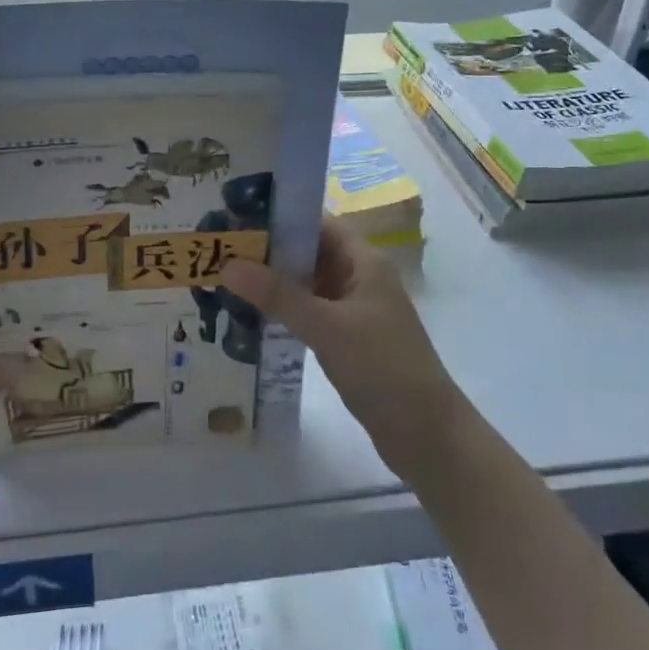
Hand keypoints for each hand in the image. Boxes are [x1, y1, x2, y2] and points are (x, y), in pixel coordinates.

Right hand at [223, 219, 466, 484]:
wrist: (427, 434)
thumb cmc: (383, 367)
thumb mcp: (327, 327)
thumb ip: (278, 295)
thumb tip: (228, 264)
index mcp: (365, 262)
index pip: (319, 223)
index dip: (281, 216)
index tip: (237, 215)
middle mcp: (360, 279)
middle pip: (310, 252)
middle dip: (270, 251)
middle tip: (220, 249)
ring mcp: (355, 311)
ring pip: (308, 285)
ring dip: (274, 283)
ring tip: (225, 278)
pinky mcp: (348, 340)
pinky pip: (310, 313)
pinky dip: (285, 311)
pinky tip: (252, 316)